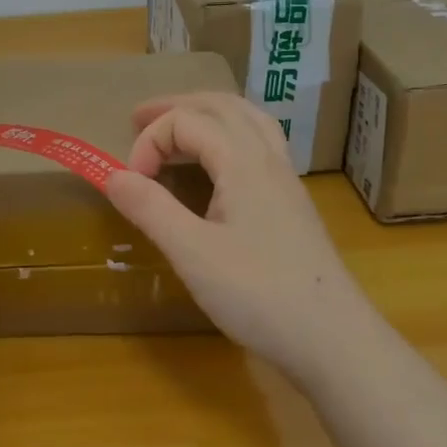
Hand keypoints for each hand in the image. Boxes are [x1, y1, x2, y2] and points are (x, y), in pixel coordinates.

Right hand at [104, 93, 369, 383]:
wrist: (333, 340)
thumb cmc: (259, 294)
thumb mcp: (192, 253)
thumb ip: (150, 208)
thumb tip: (112, 175)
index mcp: (243, 162)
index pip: (187, 122)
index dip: (150, 142)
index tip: (131, 185)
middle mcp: (268, 159)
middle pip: (221, 106)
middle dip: (176, 107)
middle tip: (138, 119)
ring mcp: (286, 181)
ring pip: (247, 121)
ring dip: (206, 115)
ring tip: (178, 128)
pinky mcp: (293, 204)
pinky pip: (259, 145)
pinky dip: (229, 136)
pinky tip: (219, 166)